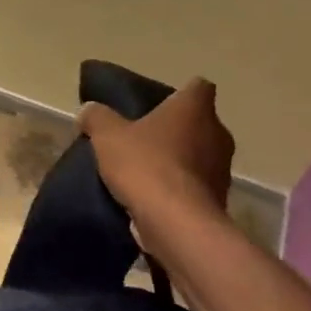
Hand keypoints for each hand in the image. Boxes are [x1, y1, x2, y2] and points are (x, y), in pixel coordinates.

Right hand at [78, 76, 234, 219]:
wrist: (176, 223)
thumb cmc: (145, 165)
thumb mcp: (107, 136)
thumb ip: (97, 117)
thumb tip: (89, 110)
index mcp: (194, 109)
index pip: (199, 87)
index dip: (180, 93)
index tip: (159, 103)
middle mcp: (217, 133)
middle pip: (199, 122)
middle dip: (176, 128)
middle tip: (144, 136)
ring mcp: (222, 169)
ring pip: (200, 154)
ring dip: (179, 159)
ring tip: (146, 169)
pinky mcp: (219, 199)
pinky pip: (196, 184)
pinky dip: (180, 186)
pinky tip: (154, 196)